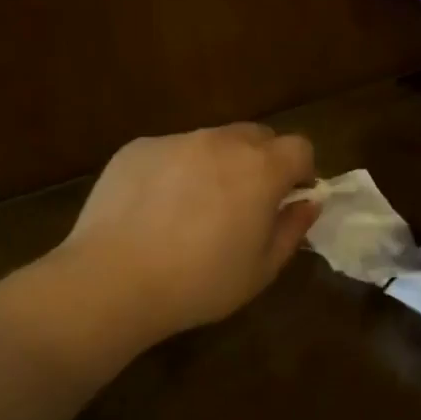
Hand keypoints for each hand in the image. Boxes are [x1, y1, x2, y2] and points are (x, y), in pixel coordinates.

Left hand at [52, 123, 318, 344]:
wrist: (113, 280)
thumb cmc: (198, 283)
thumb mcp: (260, 270)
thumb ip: (292, 229)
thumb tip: (307, 203)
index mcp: (260, 168)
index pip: (299, 147)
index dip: (300, 172)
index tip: (288, 199)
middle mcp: (221, 141)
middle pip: (257, 136)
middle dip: (261, 162)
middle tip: (244, 203)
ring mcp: (176, 140)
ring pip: (211, 142)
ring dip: (216, 164)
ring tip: (193, 208)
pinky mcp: (138, 148)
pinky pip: (170, 151)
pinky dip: (175, 171)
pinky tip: (154, 210)